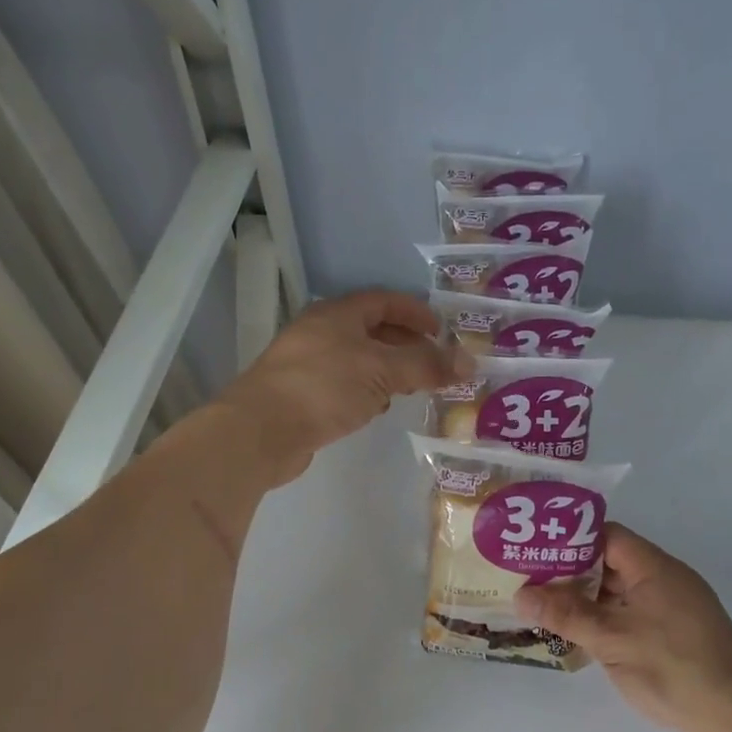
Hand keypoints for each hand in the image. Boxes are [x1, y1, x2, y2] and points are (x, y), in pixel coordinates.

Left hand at [218, 290, 469, 484]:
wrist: (262, 429)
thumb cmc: (324, 387)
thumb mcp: (382, 370)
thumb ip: (426, 366)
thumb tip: (470, 363)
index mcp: (338, 315)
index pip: (384, 301)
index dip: (415, 312)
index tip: (441, 330)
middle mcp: (321, 333)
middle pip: (372, 331)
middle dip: (405, 345)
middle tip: (434, 363)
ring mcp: (308, 365)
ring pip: (359, 361)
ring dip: (387, 371)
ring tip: (412, 388)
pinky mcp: (303, 396)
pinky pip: (345, 386)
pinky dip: (367, 392)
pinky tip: (377, 409)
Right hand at [515, 525, 731, 731]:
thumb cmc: (671, 666)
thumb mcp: (610, 638)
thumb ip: (565, 614)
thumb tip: (521, 595)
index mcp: (655, 567)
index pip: (607, 535)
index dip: (570, 539)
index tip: (535, 551)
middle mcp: (666, 580)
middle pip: (611, 563)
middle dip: (571, 573)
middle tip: (530, 583)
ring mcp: (673, 609)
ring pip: (620, 593)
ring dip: (586, 600)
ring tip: (545, 609)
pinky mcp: (675, 635)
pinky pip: (631, 615)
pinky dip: (605, 620)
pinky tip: (578, 636)